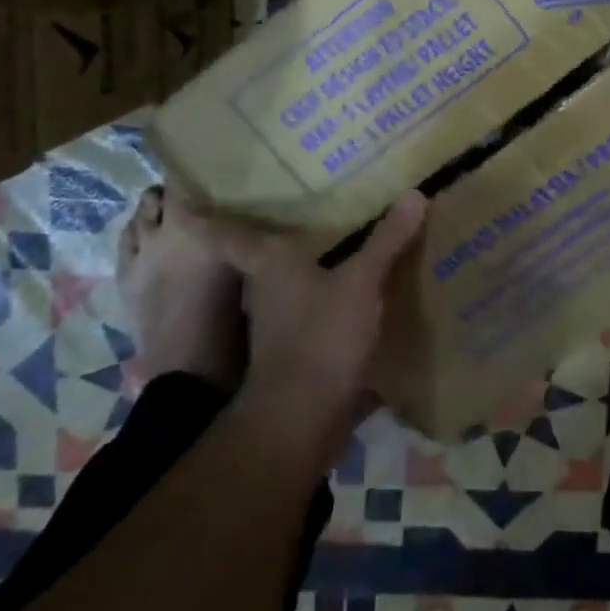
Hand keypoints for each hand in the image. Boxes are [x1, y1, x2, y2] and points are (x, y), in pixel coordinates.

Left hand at [208, 192, 427, 464]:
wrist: (303, 420)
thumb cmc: (320, 336)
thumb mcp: (361, 282)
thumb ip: (386, 240)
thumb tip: (415, 193)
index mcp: (269, 263)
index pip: (225, 232)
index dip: (206, 212)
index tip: (194, 190)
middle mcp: (266, 289)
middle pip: (261, 254)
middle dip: (275, 229)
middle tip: (302, 196)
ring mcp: (281, 323)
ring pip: (290, 282)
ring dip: (307, 263)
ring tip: (342, 235)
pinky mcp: (301, 350)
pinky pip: (315, 310)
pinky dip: (330, 297)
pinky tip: (361, 288)